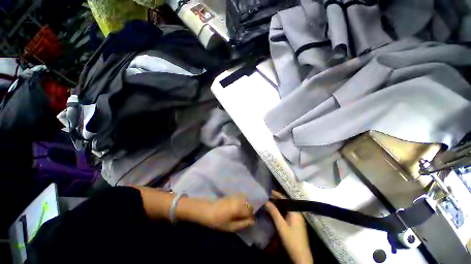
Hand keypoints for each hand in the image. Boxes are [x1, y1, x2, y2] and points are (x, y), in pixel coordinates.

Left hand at [203, 194, 254, 231]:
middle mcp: (238, 199)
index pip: (250, 211)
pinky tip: (235, 208)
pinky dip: (241, 203)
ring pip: (245, 200)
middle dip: (248, 212)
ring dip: (245, 207)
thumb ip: (243, 224)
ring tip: (239, 214)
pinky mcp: (231, 195)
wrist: (206, 210)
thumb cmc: (217, 221)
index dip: (250, 218)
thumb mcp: (230, 227)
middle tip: (242, 219)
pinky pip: (240, 198)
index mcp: (239, 207)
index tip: (246, 223)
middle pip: (249, 205)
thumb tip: (253, 221)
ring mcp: (235, 196)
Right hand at [265, 191, 312, 263]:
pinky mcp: (295, 223)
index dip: (276, 194)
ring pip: (286, 208)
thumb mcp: (281, 226)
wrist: (301, 257)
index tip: (268, 191)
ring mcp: (297, 218)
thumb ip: (274, 212)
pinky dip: (280, 211)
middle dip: (276, 199)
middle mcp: (297, 213)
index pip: (285, 198)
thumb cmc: (291, 240)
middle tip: (266, 196)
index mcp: (295, 211)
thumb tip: (266, 201)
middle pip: (286, 202)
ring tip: (269, 202)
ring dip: (278, 205)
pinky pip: (287, 213)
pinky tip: (274, 211)